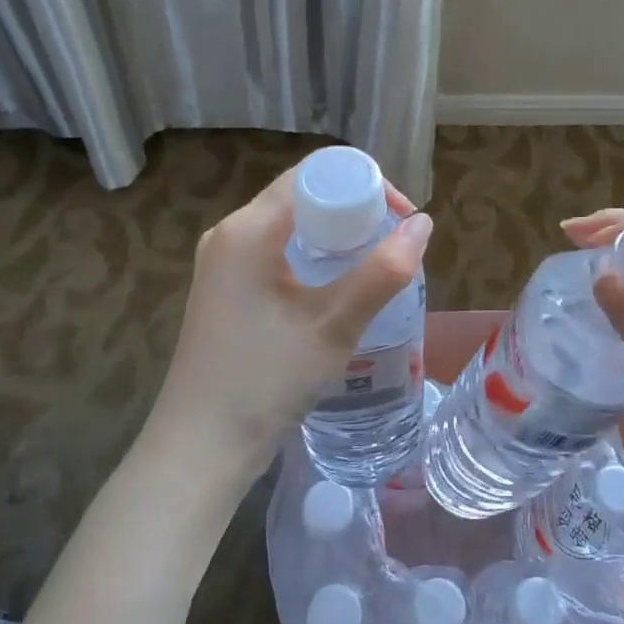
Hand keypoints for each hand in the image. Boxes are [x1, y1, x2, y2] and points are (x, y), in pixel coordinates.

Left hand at [145, 157, 432, 491]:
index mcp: (247, 229)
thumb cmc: (266, 381)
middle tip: (394, 246)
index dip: (365, 184)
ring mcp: (223, 265)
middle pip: (301, 196)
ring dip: (336, 237)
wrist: (200, 449)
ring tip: (374, 267)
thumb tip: (423, 225)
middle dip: (354, 211)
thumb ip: (383, 272)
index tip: (401, 219)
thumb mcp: (333, 325)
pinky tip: (337, 291)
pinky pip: (276, 254)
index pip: (313, 174)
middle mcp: (229, 235)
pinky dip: (313, 259)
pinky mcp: (226, 292)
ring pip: (291, 227)